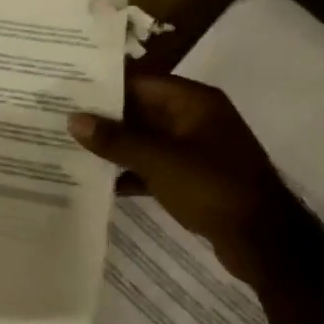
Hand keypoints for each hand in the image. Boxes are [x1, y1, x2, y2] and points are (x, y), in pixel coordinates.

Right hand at [68, 74, 291, 284]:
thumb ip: (116, 140)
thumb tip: (74, 119)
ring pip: (145, 140)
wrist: (263, 241)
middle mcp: (195, 119)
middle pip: (141, 110)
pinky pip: (153, 166)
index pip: (140, 82)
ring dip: (114, 146)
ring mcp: (196, 150)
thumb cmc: (213, 188)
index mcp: (193, 102)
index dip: (104, 85)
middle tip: (59, 118)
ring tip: (69, 147)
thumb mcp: (159, 161)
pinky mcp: (193, 178)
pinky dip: (130, 171)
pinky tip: (97, 182)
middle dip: (104, 118)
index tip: (67, 89)